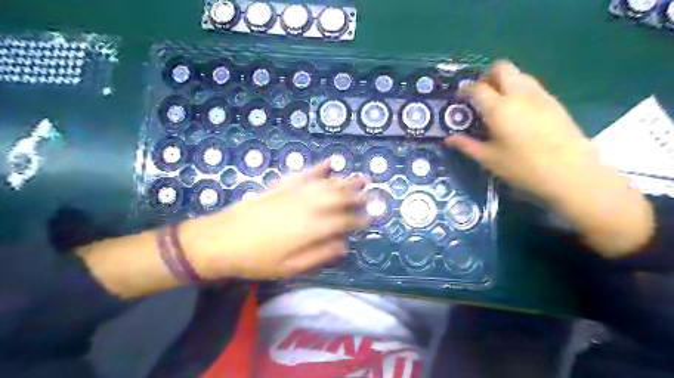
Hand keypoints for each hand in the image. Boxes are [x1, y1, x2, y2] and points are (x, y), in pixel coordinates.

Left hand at [181, 161, 367, 278]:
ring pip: (327, 183)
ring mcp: (295, 192)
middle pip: (339, 197)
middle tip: (371, 195)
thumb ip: (320, 255)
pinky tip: (329, 162)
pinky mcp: (282, 186)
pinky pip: (305, 174)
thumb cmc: (257, 259)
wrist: (221, 240)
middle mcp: (308, 206)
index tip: (370, 220)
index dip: (359, 220)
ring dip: (345, 181)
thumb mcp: (290, 268)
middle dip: (357, 196)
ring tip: (360, 178)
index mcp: (312, 228)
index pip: (344, 221)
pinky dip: (319, 168)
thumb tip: (344, 245)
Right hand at [447, 60, 653, 257]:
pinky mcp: (554, 101)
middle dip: (486, 76)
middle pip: (501, 68)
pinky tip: (517, 112)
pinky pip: (531, 85)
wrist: (571, 173)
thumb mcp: (489, 159)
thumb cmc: (523, 168)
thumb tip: (449, 139)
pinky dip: (519, 89)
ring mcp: (540, 95)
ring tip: (497, 103)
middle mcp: (520, 94)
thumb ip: (466, 145)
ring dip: (504, 81)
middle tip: (480, 95)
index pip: (477, 88)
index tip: (460, 99)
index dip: (465, 91)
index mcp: (500, 108)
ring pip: (519, 74)